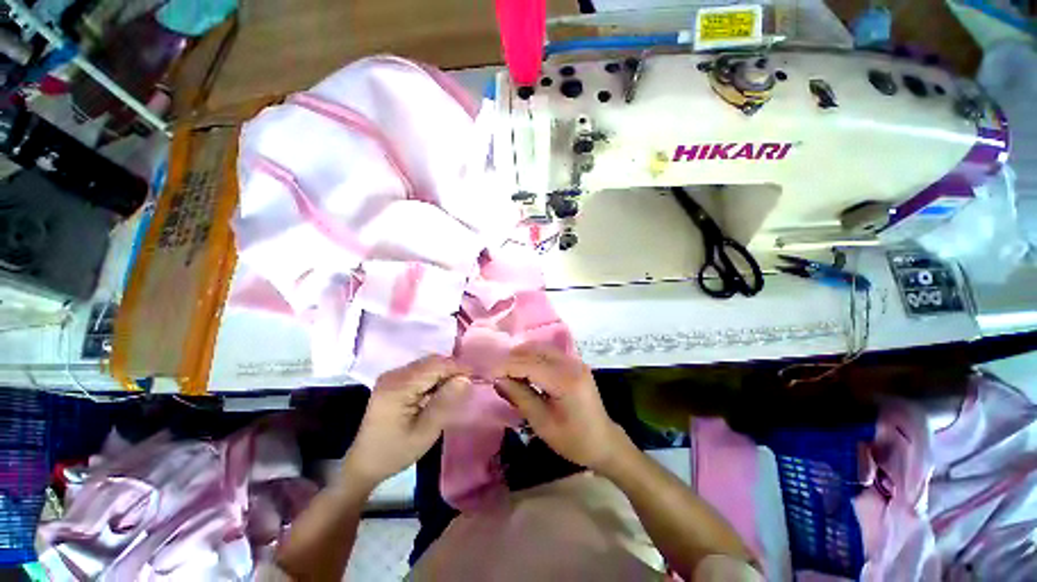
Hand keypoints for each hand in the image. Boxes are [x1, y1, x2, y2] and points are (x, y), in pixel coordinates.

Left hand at [342, 355, 468, 488]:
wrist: (364, 464)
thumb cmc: (396, 452)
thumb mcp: (425, 432)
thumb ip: (445, 403)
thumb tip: (465, 379)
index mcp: (399, 386)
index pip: (435, 366)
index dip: (458, 368)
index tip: (476, 376)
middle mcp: (394, 375)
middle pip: (431, 361)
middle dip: (452, 369)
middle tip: (467, 384)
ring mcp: (391, 376)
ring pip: (426, 364)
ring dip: (444, 372)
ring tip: (456, 388)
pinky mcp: (392, 381)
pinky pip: (419, 371)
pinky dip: (434, 377)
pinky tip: (439, 391)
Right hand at [492, 343, 628, 470]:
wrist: (604, 442)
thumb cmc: (573, 440)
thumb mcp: (542, 423)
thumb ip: (520, 396)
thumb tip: (498, 379)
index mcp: (565, 380)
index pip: (529, 363)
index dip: (506, 366)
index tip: (488, 372)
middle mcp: (571, 363)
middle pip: (535, 350)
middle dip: (513, 358)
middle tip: (496, 371)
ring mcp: (575, 361)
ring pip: (541, 348)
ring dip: (522, 355)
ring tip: (507, 370)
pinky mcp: (575, 363)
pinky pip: (549, 353)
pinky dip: (533, 357)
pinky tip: (524, 368)